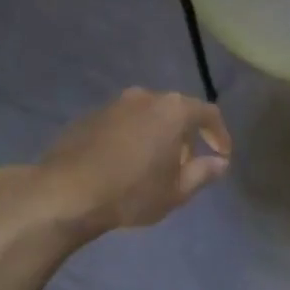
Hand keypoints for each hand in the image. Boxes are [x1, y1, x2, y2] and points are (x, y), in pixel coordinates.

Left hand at [18, 87, 231, 235]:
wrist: (68, 191)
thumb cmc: (132, 192)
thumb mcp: (176, 191)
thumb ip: (202, 173)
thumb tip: (220, 163)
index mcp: (172, 110)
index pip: (208, 114)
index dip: (219, 135)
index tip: (221, 156)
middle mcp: (145, 97)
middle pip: (176, 112)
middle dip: (185, 137)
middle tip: (185, 166)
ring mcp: (114, 104)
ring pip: (147, 116)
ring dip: (157, 137)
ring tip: (154, 167)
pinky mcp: (90, 116)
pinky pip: (123, 124)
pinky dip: (132, 139)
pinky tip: (125, 166)